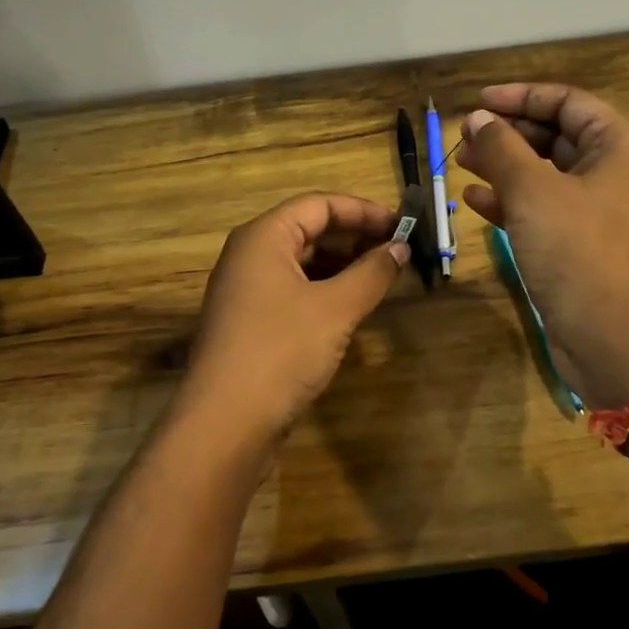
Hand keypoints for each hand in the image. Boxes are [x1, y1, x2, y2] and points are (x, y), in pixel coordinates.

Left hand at [180, 193, 409, 446]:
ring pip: (302, 263)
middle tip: (398, 251)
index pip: (318, 204)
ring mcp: (247, 292)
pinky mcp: (251, 324)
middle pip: (309, 229)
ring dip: (343, 265)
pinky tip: (353, 307)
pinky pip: (294, 291)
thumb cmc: (281, 351)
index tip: (402, 224)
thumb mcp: (335, 308)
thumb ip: (371, 273)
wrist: (225, 424)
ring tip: (382, 277)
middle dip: (355, 237)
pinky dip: (326, 291)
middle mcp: (249, 256)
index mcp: (263, 237)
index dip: (363, 210)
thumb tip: (399, 248)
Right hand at [458, 85, 628, 406]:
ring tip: (461, 163)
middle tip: (464, 136)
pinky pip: (540, 209)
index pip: (567, 102)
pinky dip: (509, 201)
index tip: (478, 102)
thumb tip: (479, 118)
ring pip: (543, 174)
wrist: (615, 338)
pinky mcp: (577, 245)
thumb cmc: (579, 251)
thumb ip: (502, 148)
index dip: (521, 96)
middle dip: (508, 133)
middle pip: (554, 136)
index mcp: (616, 147)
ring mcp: (594, 212)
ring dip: (503, 166)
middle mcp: (610, 173)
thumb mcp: (534, 191)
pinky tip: (474, 201)